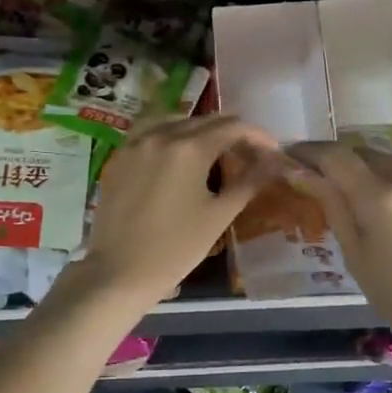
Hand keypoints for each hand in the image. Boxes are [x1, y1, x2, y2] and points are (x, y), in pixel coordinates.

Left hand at [75, 115, 282, 307]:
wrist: (119, 271)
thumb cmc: (175, 248)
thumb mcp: (218, 216)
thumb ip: (248, 183)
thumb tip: (272, 163)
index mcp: (190, 148)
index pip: (233, 127)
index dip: (257, 136)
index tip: (272, 152)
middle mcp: (161, 135)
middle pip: (205, 121)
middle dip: (232, 133)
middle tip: (249, 154)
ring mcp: (136, 143)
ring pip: (175, 121)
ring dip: (200, 129)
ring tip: (214, 150)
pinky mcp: (119, 157)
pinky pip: (149, 131)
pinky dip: (170, 134)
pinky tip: (178, 153)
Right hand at [288, 143, 391, 368]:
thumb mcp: (355, 255)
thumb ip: (332, 205)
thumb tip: (302, 172)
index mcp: (383, 200)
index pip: (337, 157)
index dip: (312, 151)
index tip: (295, 155)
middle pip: (369, 155)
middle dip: (346, 164)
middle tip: (331, 180)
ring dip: (381, 175)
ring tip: (375, 202)